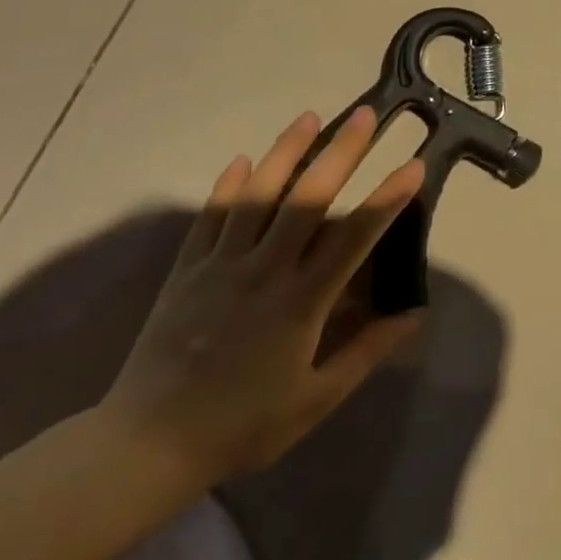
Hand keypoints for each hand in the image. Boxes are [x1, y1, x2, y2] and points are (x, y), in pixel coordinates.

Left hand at [101, 108, 425, 488]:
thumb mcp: (315, 400)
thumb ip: (365, 353)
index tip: (412, 166)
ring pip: (258, 194)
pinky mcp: (187, 268)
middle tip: (365, 116)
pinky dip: (229, 185)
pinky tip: (244, 160)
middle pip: (308, 198)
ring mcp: (221, 263)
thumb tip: (413, 315)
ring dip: (286, 151)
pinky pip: (211, 216)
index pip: (354, 237)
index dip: (387, 198)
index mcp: (300, 301)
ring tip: (309, 117)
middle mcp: (264, 269)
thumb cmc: (241, 425)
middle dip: (341, 152)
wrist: (147, 444)